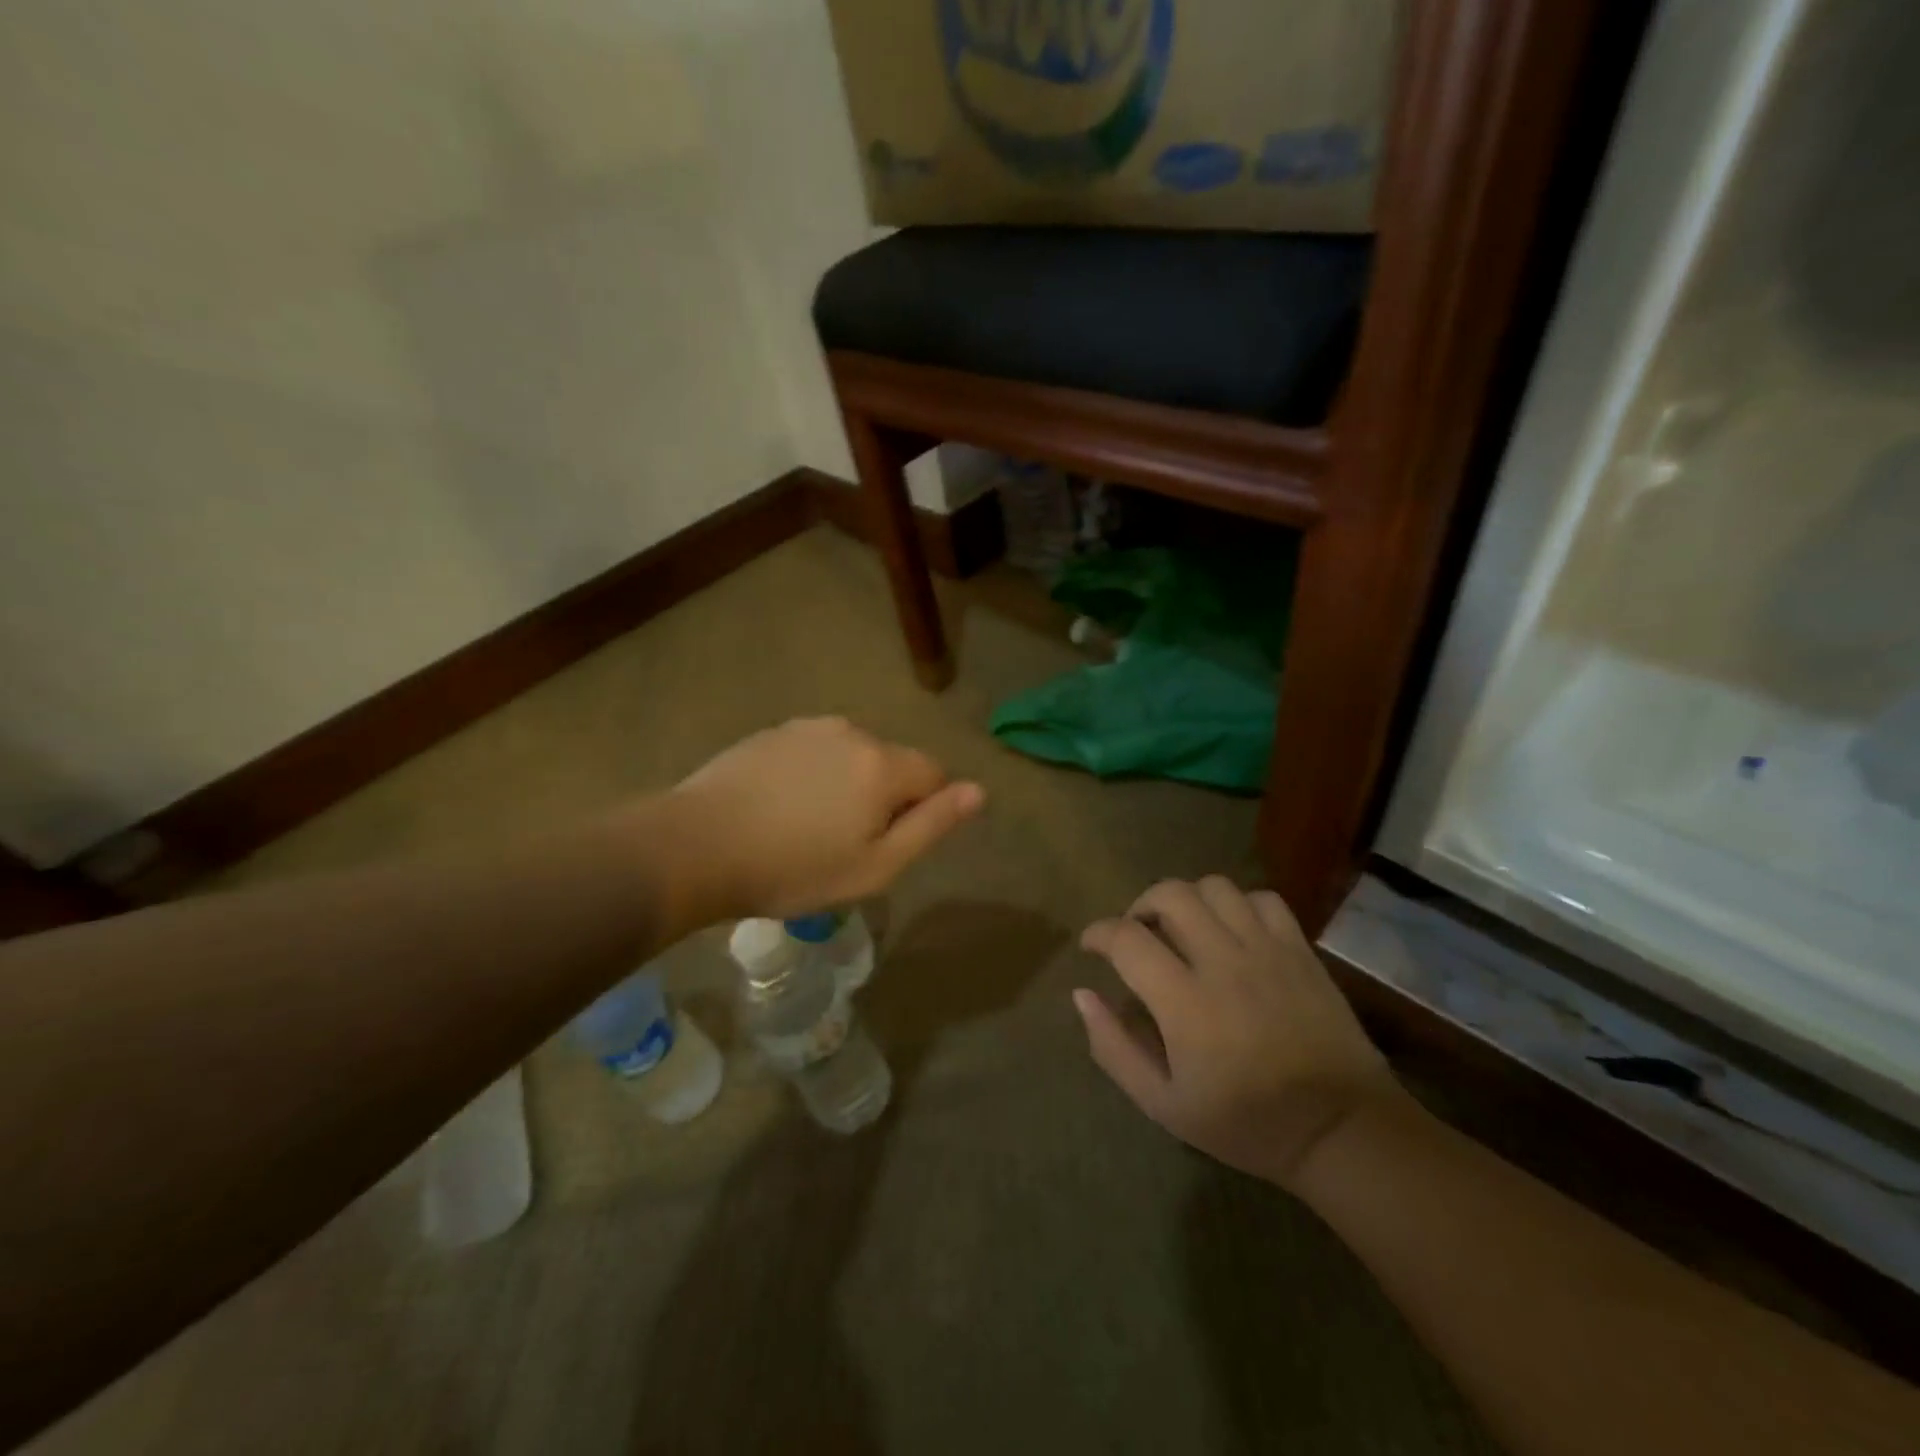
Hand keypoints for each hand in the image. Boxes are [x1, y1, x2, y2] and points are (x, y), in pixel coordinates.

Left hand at [666, 717, 983, 919]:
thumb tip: (978, 791)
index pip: (932, 774)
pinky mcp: (771, 733)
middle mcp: (852, 732)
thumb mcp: (875, 866)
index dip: (919, 811)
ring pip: (850, 756)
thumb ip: (932, 825)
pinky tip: (778, 808)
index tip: (882, 845)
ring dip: (844, 784)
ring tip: (805, 827)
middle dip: (881, 797)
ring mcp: (807, 728)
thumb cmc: (793, 869)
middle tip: (841, 844)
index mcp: (883, 764)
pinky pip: (812, 752)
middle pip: (890, 763)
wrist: (697, 846)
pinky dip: (810, 775)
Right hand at [1075, 877, 1407, 1191]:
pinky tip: (1233, 932)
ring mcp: (1267, 950)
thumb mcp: (1163, 1104)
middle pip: (1169, 894)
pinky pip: (1262, 899)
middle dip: (1140, 905)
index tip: (1092, 946)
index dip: (1098, 932)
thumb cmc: (1247, 1124)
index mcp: (1184, 1000)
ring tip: (1184, 928)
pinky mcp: (1300, 950)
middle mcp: (1223, 961)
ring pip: (1214, 887)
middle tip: (1138, 934)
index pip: (1126, 938)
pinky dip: (1238, 905)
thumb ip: (1114, 1048)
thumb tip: (1082, 995)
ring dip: (1187, 899)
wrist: (1342, 1131)